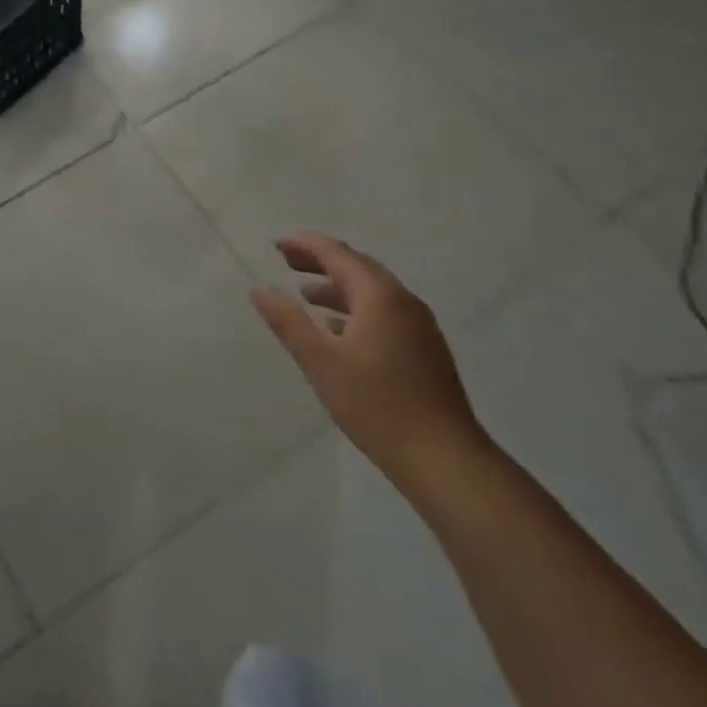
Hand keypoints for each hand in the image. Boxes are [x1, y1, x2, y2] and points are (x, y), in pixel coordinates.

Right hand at [251, 234, 487, 491]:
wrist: (446, 462)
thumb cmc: (378, 406)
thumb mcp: (321, 362)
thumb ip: (288, 321)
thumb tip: (259, 289)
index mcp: (379, 296)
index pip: (337, 254)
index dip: (304, 244)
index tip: (275, 243)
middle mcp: (403, 302)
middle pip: (357, 267)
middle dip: (321, 260)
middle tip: (287, 261)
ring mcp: (419, 327)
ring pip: (372, 292)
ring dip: (337, 286)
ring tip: (306, 294)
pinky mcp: (426, 351)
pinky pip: (384, 313)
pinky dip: (355, 309)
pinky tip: (338, 331)